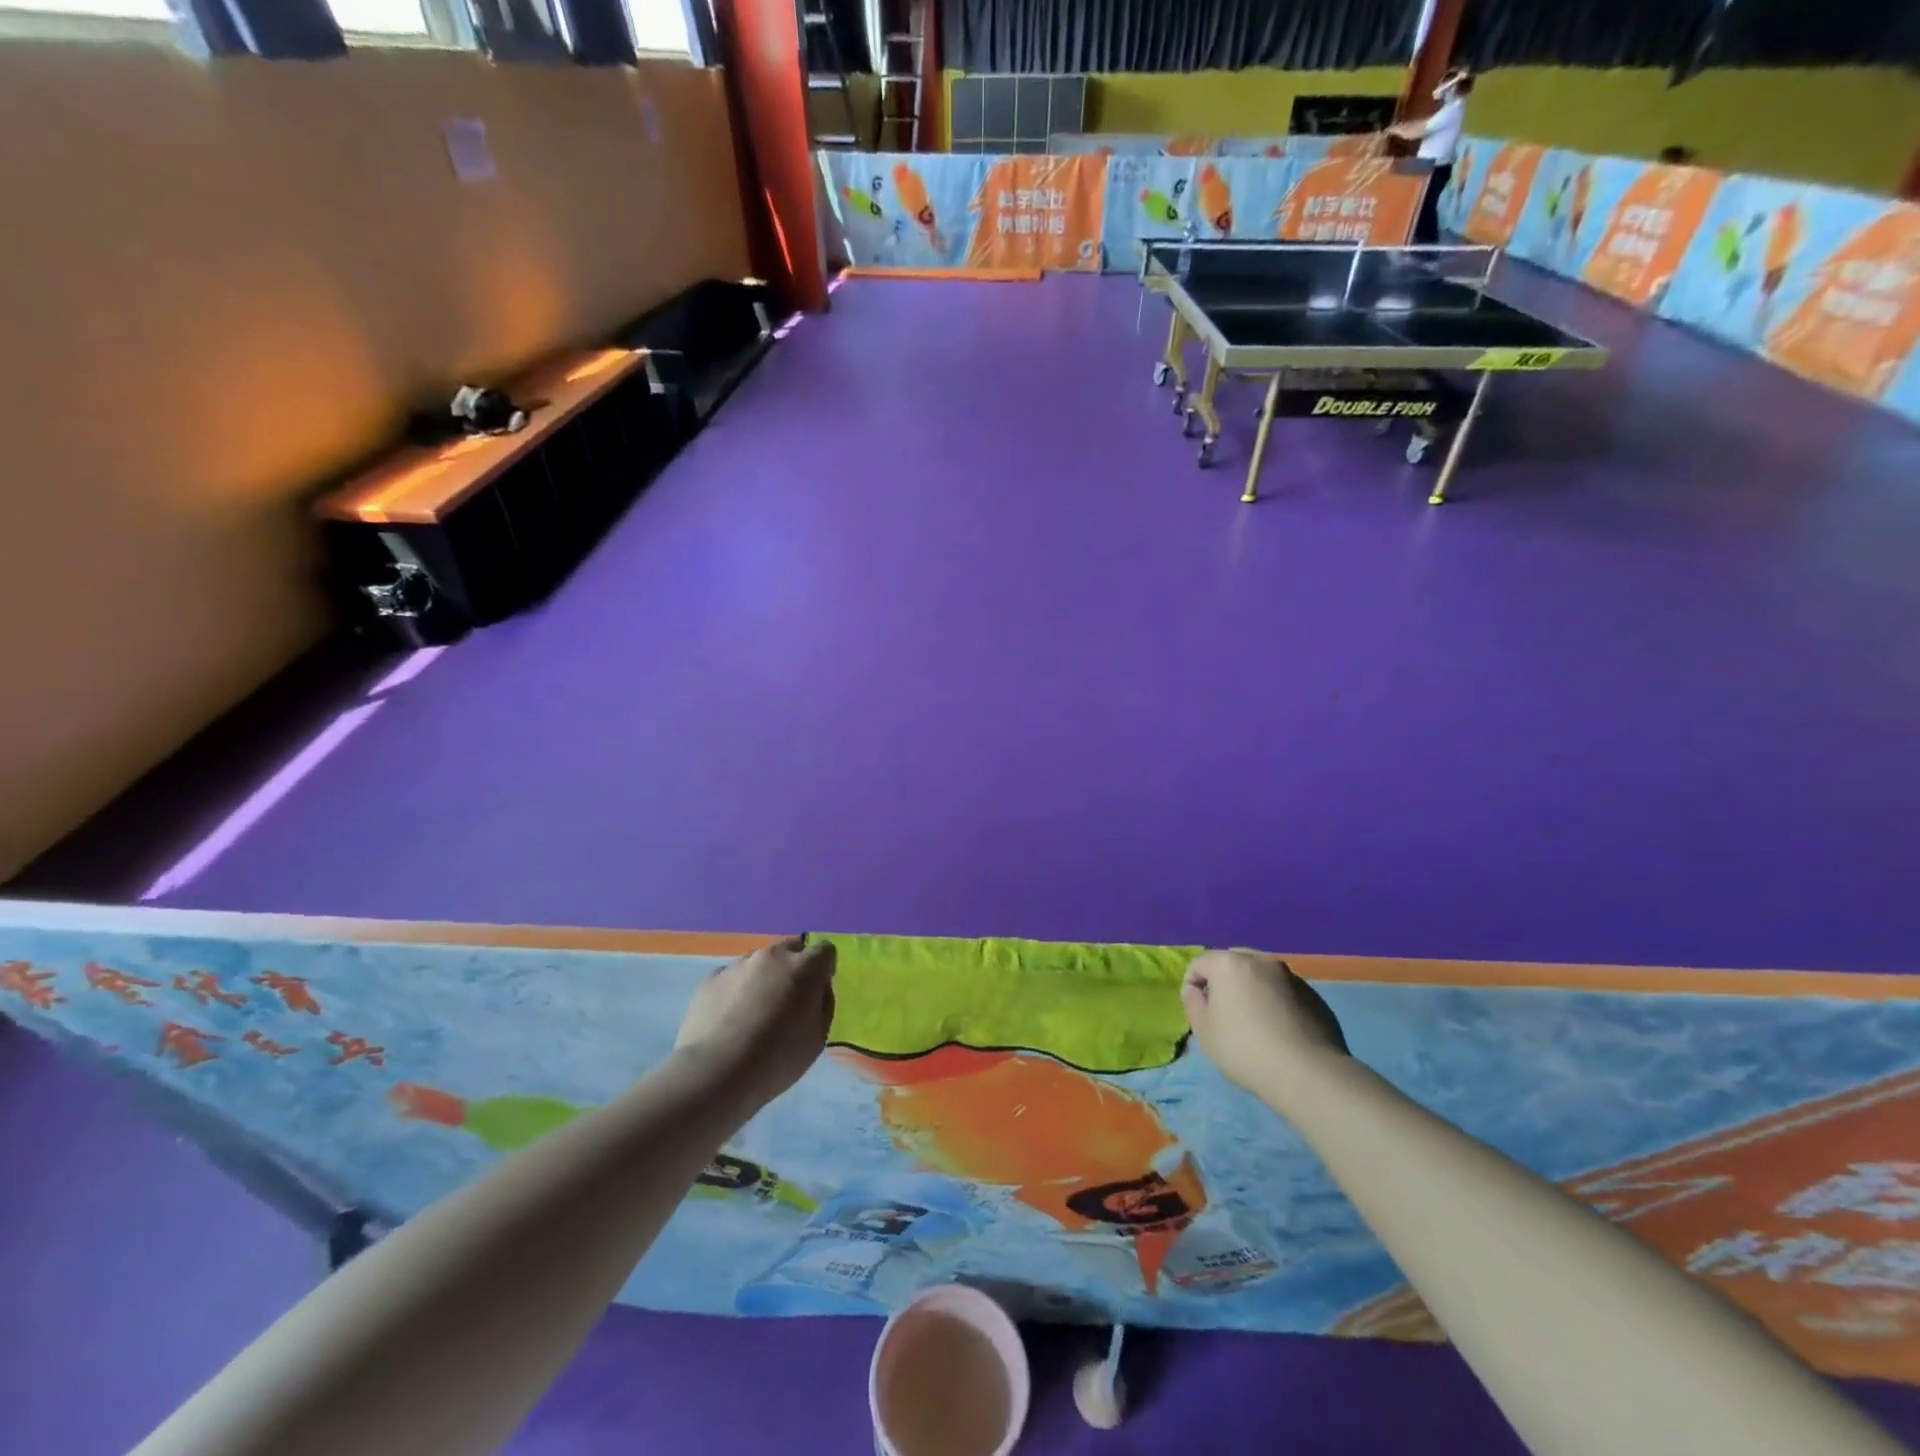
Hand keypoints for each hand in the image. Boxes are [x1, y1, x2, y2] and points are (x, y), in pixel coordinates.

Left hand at [675, 936, 835, 1112]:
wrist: (715, 1073)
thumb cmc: (776, 1059)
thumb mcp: (818, 1038)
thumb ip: (822, 1005)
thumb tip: (816, 992)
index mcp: (804, 968)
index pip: (824, 949)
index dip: (824, 968)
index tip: (817, 991)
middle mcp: (772, 956)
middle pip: (791, 949)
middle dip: (794, 968)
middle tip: (787, 1001)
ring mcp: (738, 964)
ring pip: (759, 962)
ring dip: (763, 979)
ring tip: (753, 1014)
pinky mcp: (710, 978)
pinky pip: (731, 977)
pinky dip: (735, 990)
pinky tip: (728, 1020)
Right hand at [1181, 950, 1348, 1106]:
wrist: (1307, 1073)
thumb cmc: (1244, 1048)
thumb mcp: (1203, 1030)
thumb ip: (1192, 1002)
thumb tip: (1195, 989)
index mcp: (1229, 963)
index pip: (1200, 964)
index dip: (1193, 985)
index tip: (1199, 1012)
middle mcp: (1260, 960)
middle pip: (1232, 963)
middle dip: (1224, 982)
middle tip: (1225, 1014)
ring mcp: (1291, 976)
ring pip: (1261, 976)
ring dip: (1252, 991)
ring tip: (1255, 1023)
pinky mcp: (1314, 995)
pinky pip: (1284, 992)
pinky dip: (1276, 1002)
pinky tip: (1279, 1031)